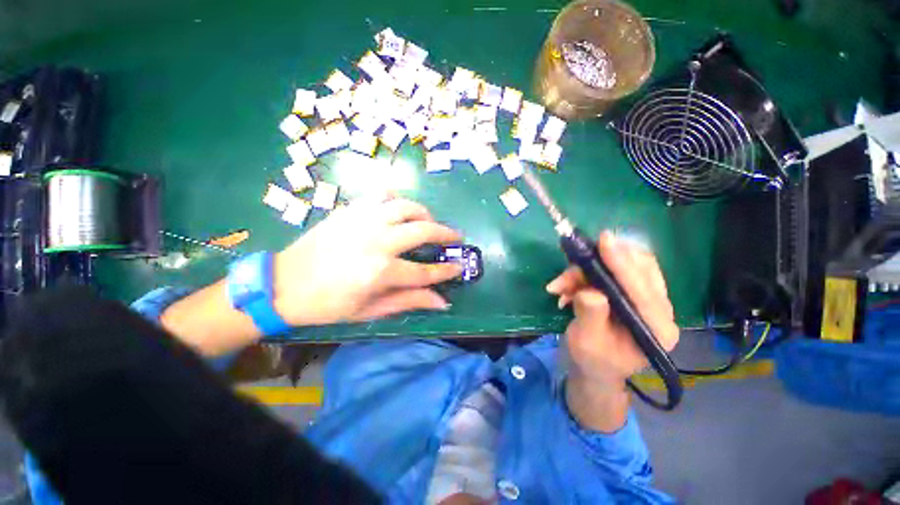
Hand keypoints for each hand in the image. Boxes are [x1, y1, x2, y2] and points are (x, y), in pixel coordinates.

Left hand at [273, 195, 462, 325]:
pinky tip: (400, 211)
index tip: (459, 267)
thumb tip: (442, 301)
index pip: (425, 271)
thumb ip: (409, 301)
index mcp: (381, 271)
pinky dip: (397, 200)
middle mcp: (377, 241)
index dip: (446, 271)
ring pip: (406, 206)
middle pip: (424, 230)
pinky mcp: (351, 210)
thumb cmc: (328, 304)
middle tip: (456, 238)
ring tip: (429, 223)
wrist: (283, 284)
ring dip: (424, 214)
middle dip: (446, 234)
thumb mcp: (370, 310)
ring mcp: (363, 221)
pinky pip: (382, 195)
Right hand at [546, 232, 678, 385]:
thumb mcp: (587, 342)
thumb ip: (591, 316)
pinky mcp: (631, 293)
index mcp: (657, 328)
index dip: (622, 262)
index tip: (604, 239)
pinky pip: (610, 272)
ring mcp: (647, 299)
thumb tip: (590, 290)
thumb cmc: (592, 361)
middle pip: (639, 268)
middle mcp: (659, 309)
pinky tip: (567, 288)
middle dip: (600, 264)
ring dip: (586, 271)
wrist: (595, 369)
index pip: (642, 289)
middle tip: (570, 271)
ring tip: (560, 286)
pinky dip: (585, 275)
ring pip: (622, 266)